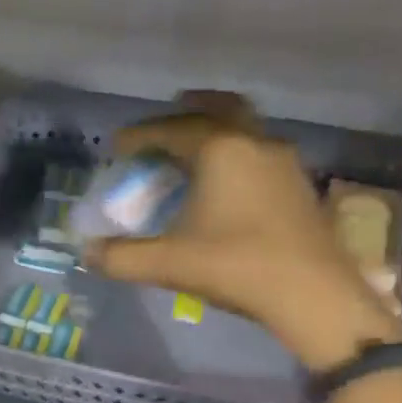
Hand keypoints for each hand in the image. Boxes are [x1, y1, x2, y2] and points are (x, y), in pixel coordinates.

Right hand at [84, 94, 401, 369]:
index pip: (170, 129)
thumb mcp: (169, 263)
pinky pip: (260, 154)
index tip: (117, 147)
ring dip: (217, 132)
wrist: (313, 295)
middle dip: (188, 111)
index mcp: (220, 149)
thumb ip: (122, 257)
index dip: (139, 135)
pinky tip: (228, 186)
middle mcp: (254, 143)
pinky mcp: (300, 185)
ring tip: (193, 155)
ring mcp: (284, 161)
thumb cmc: (236, 267)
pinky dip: (237, 155)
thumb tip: (88, 254)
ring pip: (246, 129)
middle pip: (220, 108)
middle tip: (164, 126)